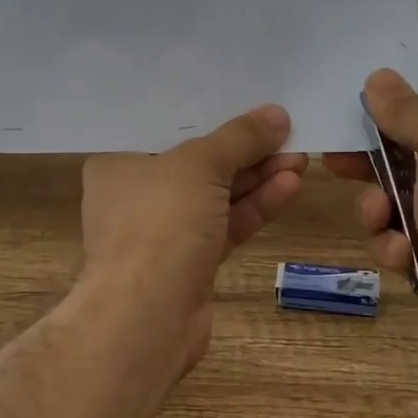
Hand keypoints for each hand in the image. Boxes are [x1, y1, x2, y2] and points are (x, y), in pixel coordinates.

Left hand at [80, 105, 306, 371]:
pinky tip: (290, 185)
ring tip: (300, 156)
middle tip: (288, 131)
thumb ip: (239, 138)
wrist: (147, 317)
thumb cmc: (159, 223)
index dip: (210, 115)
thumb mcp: (200, 166)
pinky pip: (226, 224)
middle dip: (244, 150)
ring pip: (217, 196)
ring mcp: (165, 231)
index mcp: (118, 164)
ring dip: (257, 177)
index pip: (166, 129)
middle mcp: (137, 195)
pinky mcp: (190, 261)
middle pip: (198, 162)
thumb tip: (277, 115)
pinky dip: (255, 206)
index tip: (249, 101)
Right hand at [325, 70, 417, 369]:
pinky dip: (396, 249)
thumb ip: (410, 111)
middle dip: (373, 170)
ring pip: (399, 211)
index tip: (351, 125)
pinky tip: (404, 258)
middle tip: (335, 166)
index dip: (390, 125)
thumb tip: (379, 78)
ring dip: (380, 213)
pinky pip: (402, 248)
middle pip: (412, 170)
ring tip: (382, 221)